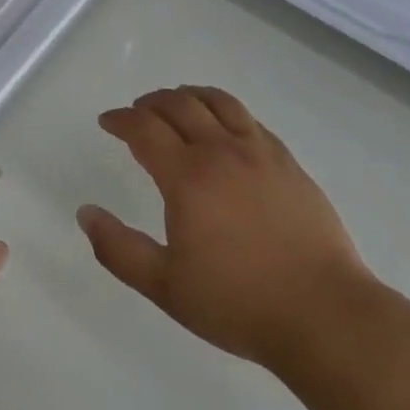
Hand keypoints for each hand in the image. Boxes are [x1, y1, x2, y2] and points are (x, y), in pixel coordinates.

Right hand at [77, 87, 373, 371]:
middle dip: (151, 103)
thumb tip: (85, 212)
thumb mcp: (166, 287)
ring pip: (218, 102)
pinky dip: (226, 111)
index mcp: (187, 176)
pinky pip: (250, 119)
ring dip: (189, 96)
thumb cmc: (238, 303)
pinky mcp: (288, 162)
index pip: (144, 128)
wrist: (323, 313)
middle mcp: (221, 150)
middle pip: (179, 105)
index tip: (107, 121)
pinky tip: (225, 127)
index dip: (121, 119)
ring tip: (178, 102)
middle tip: (137, 112)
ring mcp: (259, 152)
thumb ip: (119, 249)